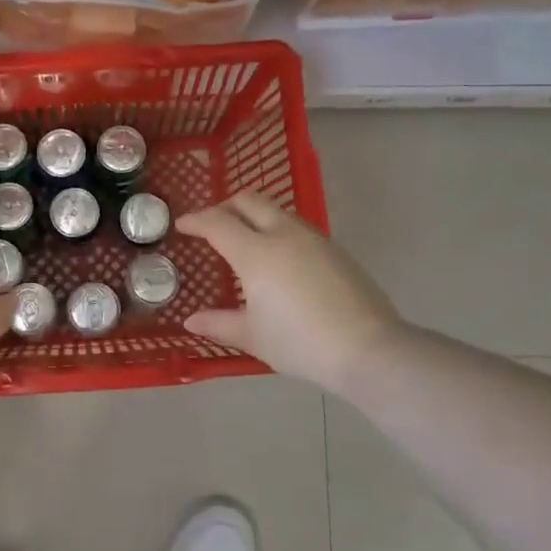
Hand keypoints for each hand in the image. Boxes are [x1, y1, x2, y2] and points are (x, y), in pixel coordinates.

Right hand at [177, 192, 406, 398]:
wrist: (367, 349)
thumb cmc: (300, 342)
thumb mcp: (253, 336)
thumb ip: (219, 323)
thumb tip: (191, 321)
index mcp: (256, 253)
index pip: (218, 223)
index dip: (196, 221)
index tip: (183, 225)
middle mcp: (284, 235)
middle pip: (249, 201)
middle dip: (225, 206)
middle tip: (212, 224)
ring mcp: (314, 239)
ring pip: (277, 211)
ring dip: (254, 216)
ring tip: (245, 239)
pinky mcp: (336, 250)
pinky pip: (298, 228)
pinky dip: (278, 230)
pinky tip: (279, 259)